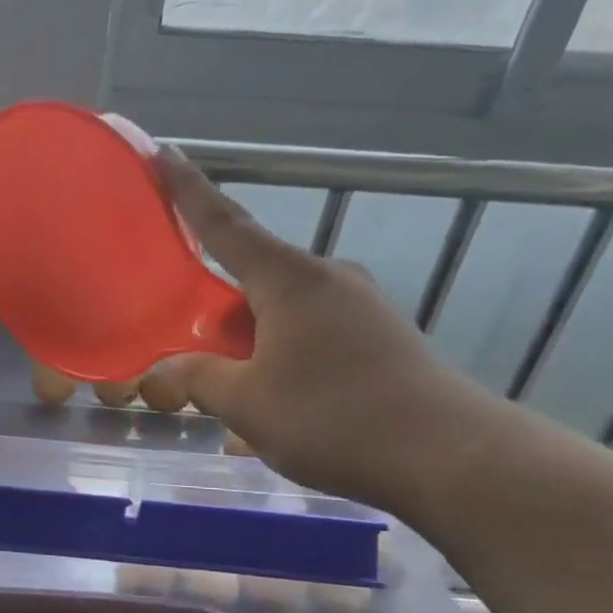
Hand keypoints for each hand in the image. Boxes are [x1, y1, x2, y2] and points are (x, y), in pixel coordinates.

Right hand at [156, 150, 483, 509]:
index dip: (187, 190)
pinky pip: (310, 332)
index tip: (161, 154)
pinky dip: (279, 354)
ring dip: (248, 338)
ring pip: (280, 310)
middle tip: (183, 334)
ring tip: (229, 384)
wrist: (451, 458)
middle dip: (214, 302)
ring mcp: (359, 306)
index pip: (224, 224)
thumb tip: (166, 367)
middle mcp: (326, 279)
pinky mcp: (380, 335)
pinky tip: (274, 399)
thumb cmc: (334, 418)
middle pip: (251, 275)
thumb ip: (198, 378)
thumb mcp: (247, 404)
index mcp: (289, 279)